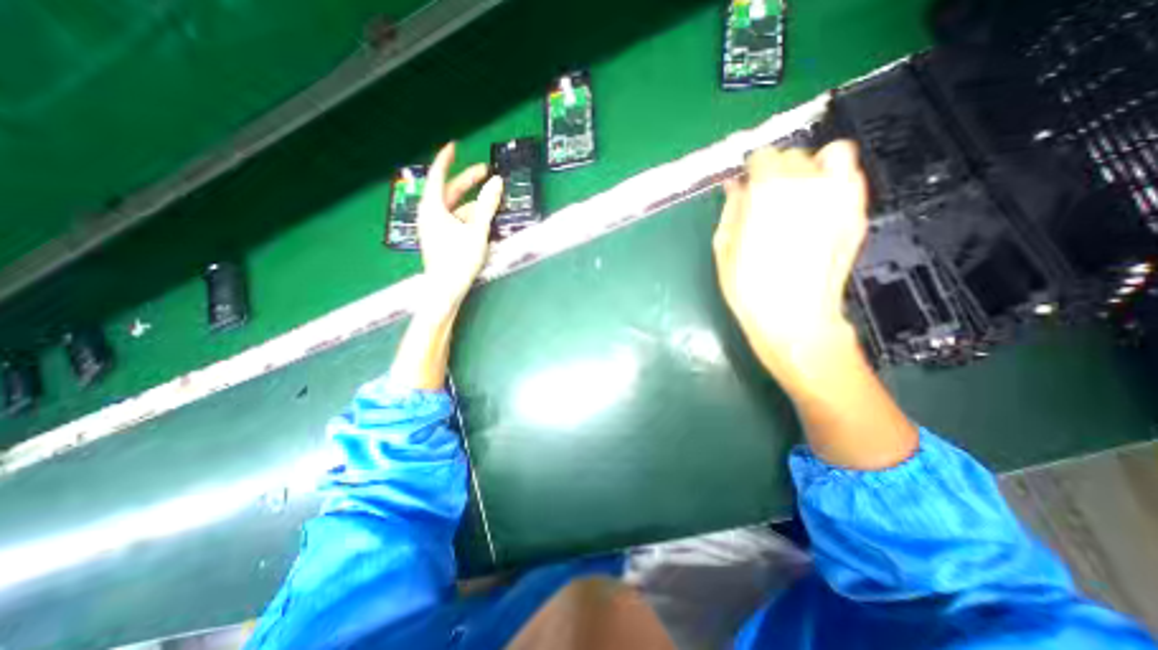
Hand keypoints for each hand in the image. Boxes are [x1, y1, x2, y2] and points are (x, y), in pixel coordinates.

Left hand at [418, 140, 504, 312]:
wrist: (445, 290)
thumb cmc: (459, 260)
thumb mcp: (477, 230)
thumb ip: (487, 205)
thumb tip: (497, 182)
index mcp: (433, 208)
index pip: (438, 175)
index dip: (446, 159)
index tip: (454, 146)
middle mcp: (430, 215)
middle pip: (449, 191)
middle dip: (468, 181)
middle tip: (486, 172)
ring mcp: (434, 228)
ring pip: (455, 208)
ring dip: (473, 204)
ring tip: (493, 205)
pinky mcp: (441, 240)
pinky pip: (455, 221)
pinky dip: (469, 218)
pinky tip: (484, 224)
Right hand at [715, 141, 868, 374]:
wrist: (795, 319)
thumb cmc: (750, 288)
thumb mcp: (724, 248)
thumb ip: (731, 209)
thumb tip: (735, 185)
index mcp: (767, 192)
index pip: (762, 156)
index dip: (751, 169)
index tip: (746, 184)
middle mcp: (806, 184)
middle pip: (792, 154)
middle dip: (776, 170)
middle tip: (767, 197)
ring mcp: (838, 195)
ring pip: (827, 155)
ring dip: (808, 168)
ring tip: (798, 193)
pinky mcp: (857, 211)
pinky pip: (851, 176)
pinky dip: (835, 179)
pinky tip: (820, 203)